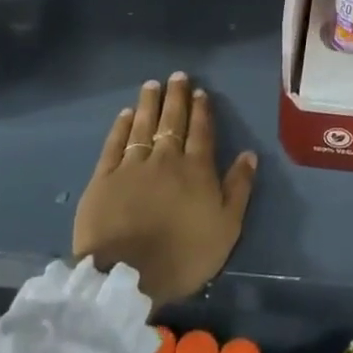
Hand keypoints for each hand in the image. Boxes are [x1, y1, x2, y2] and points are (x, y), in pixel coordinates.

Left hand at [73, 73, 257, 306]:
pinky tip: (125, 114)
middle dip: (176, 97)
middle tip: (177, 76)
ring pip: (143, 126)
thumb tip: (249, 154)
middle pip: (172, 121)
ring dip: (149, 103)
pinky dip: (120, 127)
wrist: (125, 277)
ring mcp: (132, 166)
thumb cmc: (183, 256)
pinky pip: (114, 145)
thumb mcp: (226, 229)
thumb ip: (238, 189)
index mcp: (196, 169)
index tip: (200, 91)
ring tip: (152, 84)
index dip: (202, 110)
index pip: (201, 131)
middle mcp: (165, 159)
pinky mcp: (104, 179)